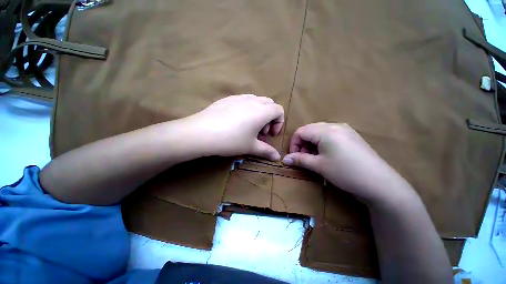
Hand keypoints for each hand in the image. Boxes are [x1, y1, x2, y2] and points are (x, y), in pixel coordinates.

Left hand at [183, 94, 283, 160]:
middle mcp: (252, 100)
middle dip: (269, 117)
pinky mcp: (227, 98)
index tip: (270, 135)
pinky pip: (243, 100)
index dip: (279, 122)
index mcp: (262, 111)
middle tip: (260, 132)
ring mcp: (239, 97)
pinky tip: (236, 121)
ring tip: (249, 126)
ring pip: (256, 101)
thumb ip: (266, 151)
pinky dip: (247, 109)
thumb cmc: (231, 140)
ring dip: (258, 112)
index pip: (279, 110)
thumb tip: (277, 158)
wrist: (201, 132)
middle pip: (269, 103)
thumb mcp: (250, 147)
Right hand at [282, 123, 414, 204]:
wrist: (380, 183)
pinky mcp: (350, 136)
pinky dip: (322, 144)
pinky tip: (326, 155)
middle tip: (304, 158)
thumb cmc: (345, 172)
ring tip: (315, 158)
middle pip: (309, 130)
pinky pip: (329, 135)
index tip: (294, 157)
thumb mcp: (319, 166)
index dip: (294, 144)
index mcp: (325, 130)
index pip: (300, 131)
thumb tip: (284, 159)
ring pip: (318, 133)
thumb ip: (299, 160)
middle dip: (302, 144)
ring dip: (311, 144)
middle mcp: (334, 125)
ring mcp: (344, 129)